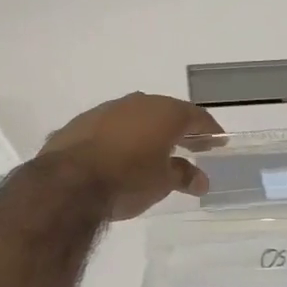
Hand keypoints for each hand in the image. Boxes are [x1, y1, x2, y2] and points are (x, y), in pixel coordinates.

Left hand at [41, 93, 223, 220]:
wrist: (67, 183)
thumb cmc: (127, 180)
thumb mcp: (163, 183)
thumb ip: (184, 176)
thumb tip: (201, 179)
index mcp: (165, 112)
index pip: (196, 116)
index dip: (210, 130)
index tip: (218, 142)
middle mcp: (138, 102)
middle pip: (167, 112)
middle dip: (180, 129)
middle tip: (191, 146)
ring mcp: (107, 109)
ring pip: (136, 116)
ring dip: (148, 131)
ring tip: (154, 151)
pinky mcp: (81, 122)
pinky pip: (111, 126)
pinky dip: (121, 137)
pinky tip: (120, 154)